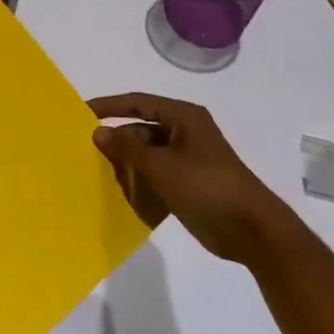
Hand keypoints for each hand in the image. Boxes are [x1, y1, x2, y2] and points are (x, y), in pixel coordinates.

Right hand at [87, 92, 298, 264]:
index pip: (137, 102)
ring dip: (127, 164)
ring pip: (147, 154)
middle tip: (86, 153)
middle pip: (141, 129)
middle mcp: (185, 132)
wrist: (252, 231)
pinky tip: (121, 194)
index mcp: (183, 117)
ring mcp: (188, 158)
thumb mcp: (161, 165)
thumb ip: (126, 147)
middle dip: (117, 141)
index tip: (80, 114)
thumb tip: (98, 131)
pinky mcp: (189, 182)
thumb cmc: (206, 187)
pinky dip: (140, 180)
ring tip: (99, 175)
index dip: (108, 106)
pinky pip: (156, 174)